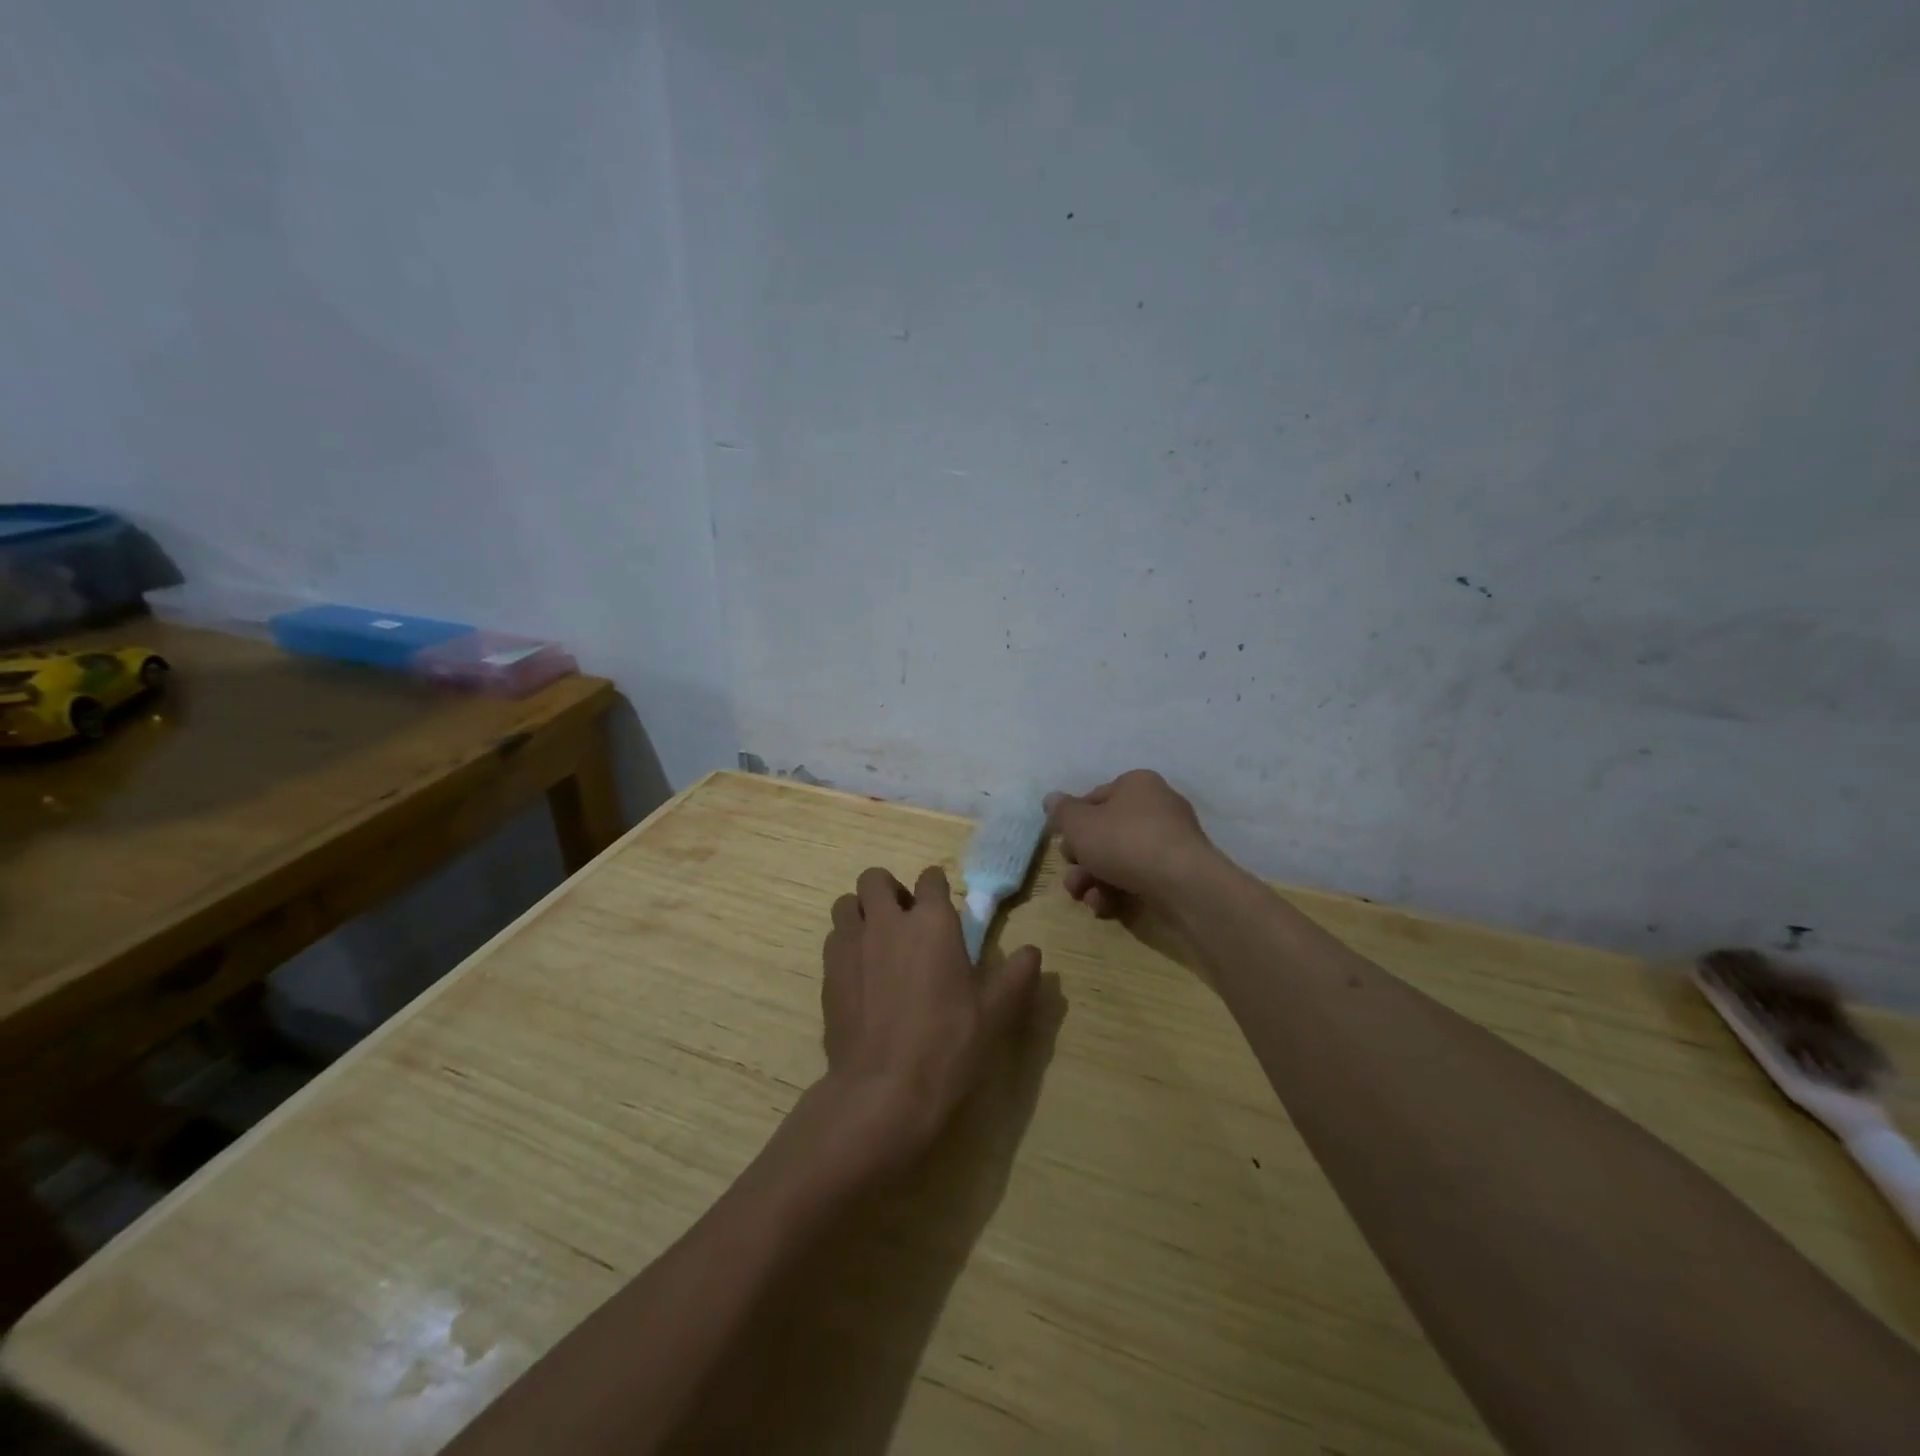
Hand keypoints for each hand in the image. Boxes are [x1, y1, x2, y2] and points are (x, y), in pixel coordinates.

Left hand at [819, 865, 1040, 1167]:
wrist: (883, 1090)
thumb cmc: (947, 1046)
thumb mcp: (995, 1014)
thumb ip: (1015, 976)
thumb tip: (1032, 952)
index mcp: (932, 922)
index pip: (930, 878)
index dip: (936, 888)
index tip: (942, 907)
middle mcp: (887, 921)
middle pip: (875, 879)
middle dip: (888, 890)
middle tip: (903, 920)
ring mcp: (851, 944)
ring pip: (847, 904)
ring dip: (861, 913)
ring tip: (876, 942)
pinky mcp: (827, 972)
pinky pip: (833, 938)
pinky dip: (845, 944)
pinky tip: (860, 975)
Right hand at [1045, 770, 1216, 917]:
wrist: (1182, 884)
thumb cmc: (1124, 842)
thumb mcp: (1079, 824)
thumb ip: (1062, 812)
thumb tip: (1051, 799)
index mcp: (1136, 785)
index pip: (1094, 798)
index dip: (1073, 822)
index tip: (1062, 844)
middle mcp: (1156, 807)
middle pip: (1106, 832)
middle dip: (1082, 858)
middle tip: (1071, 876)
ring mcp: (1170, 841)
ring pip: (1120, 858)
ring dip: (1094, 879)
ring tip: (1083, 897)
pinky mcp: (1177, 872)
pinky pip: (1140, 877)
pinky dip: (1118, 891)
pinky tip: (1105, 907)